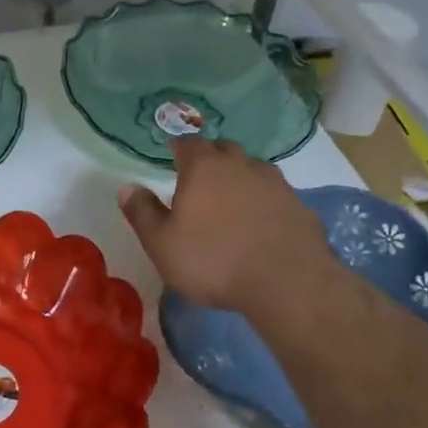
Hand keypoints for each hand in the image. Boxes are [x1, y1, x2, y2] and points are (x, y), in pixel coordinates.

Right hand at [119, 138, 345, 319]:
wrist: (287, 283)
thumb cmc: (214, 260)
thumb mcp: (162, 243)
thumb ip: (142, 212)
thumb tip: (127, 188)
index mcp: (204, 168)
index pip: (188, 144)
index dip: (179, 148)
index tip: (173, 155)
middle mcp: (241, 165)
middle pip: (224, 149)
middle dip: (211, 158)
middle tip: (200, 178)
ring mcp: (275, 183)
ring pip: (254, 169)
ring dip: (241, 178)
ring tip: (232, 201)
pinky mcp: (300, 206)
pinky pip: (276, 196)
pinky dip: (266, 202)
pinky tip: (262, 224)